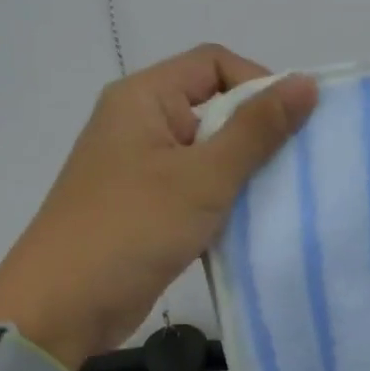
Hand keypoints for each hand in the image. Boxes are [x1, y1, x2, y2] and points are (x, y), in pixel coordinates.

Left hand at [0, 45, 317, 369]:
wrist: (64, 306)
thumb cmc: (133, 229)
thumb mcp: (203, 177)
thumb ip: (257, 130)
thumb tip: (306, 83)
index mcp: (143, 98)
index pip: (214, 64)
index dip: (259, 85)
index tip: (294, 126)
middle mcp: (139, 124)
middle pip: (213, 108)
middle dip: (257, 134)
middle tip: (296, 168)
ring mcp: (140, 169)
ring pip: (207, 154)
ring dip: (243, 172)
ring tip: (280, 197)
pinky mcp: (145, 209)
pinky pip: (195, 190)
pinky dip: (224, 201)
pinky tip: (251, 223)